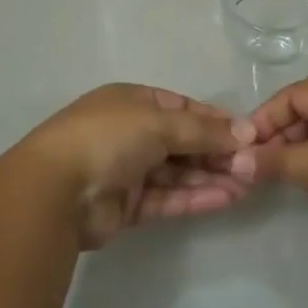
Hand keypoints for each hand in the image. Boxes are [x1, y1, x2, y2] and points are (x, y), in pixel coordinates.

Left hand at [20, 84, 258, 247]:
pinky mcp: (127, 206)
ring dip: (210, 176)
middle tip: (253, 164)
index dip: (214, 120)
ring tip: (247, 184)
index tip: (247, 133)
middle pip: (183, 141)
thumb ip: (203, 131)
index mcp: (133, 101)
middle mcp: (131, 132)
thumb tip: (246, 132)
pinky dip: (195, 197)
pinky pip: (168, 197)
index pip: (183, 107)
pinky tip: (225, 198)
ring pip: (178, 172)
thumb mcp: (160, 123)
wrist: (55, 191)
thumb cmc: (108, 138)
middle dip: (216, 152)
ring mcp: (128, 170)